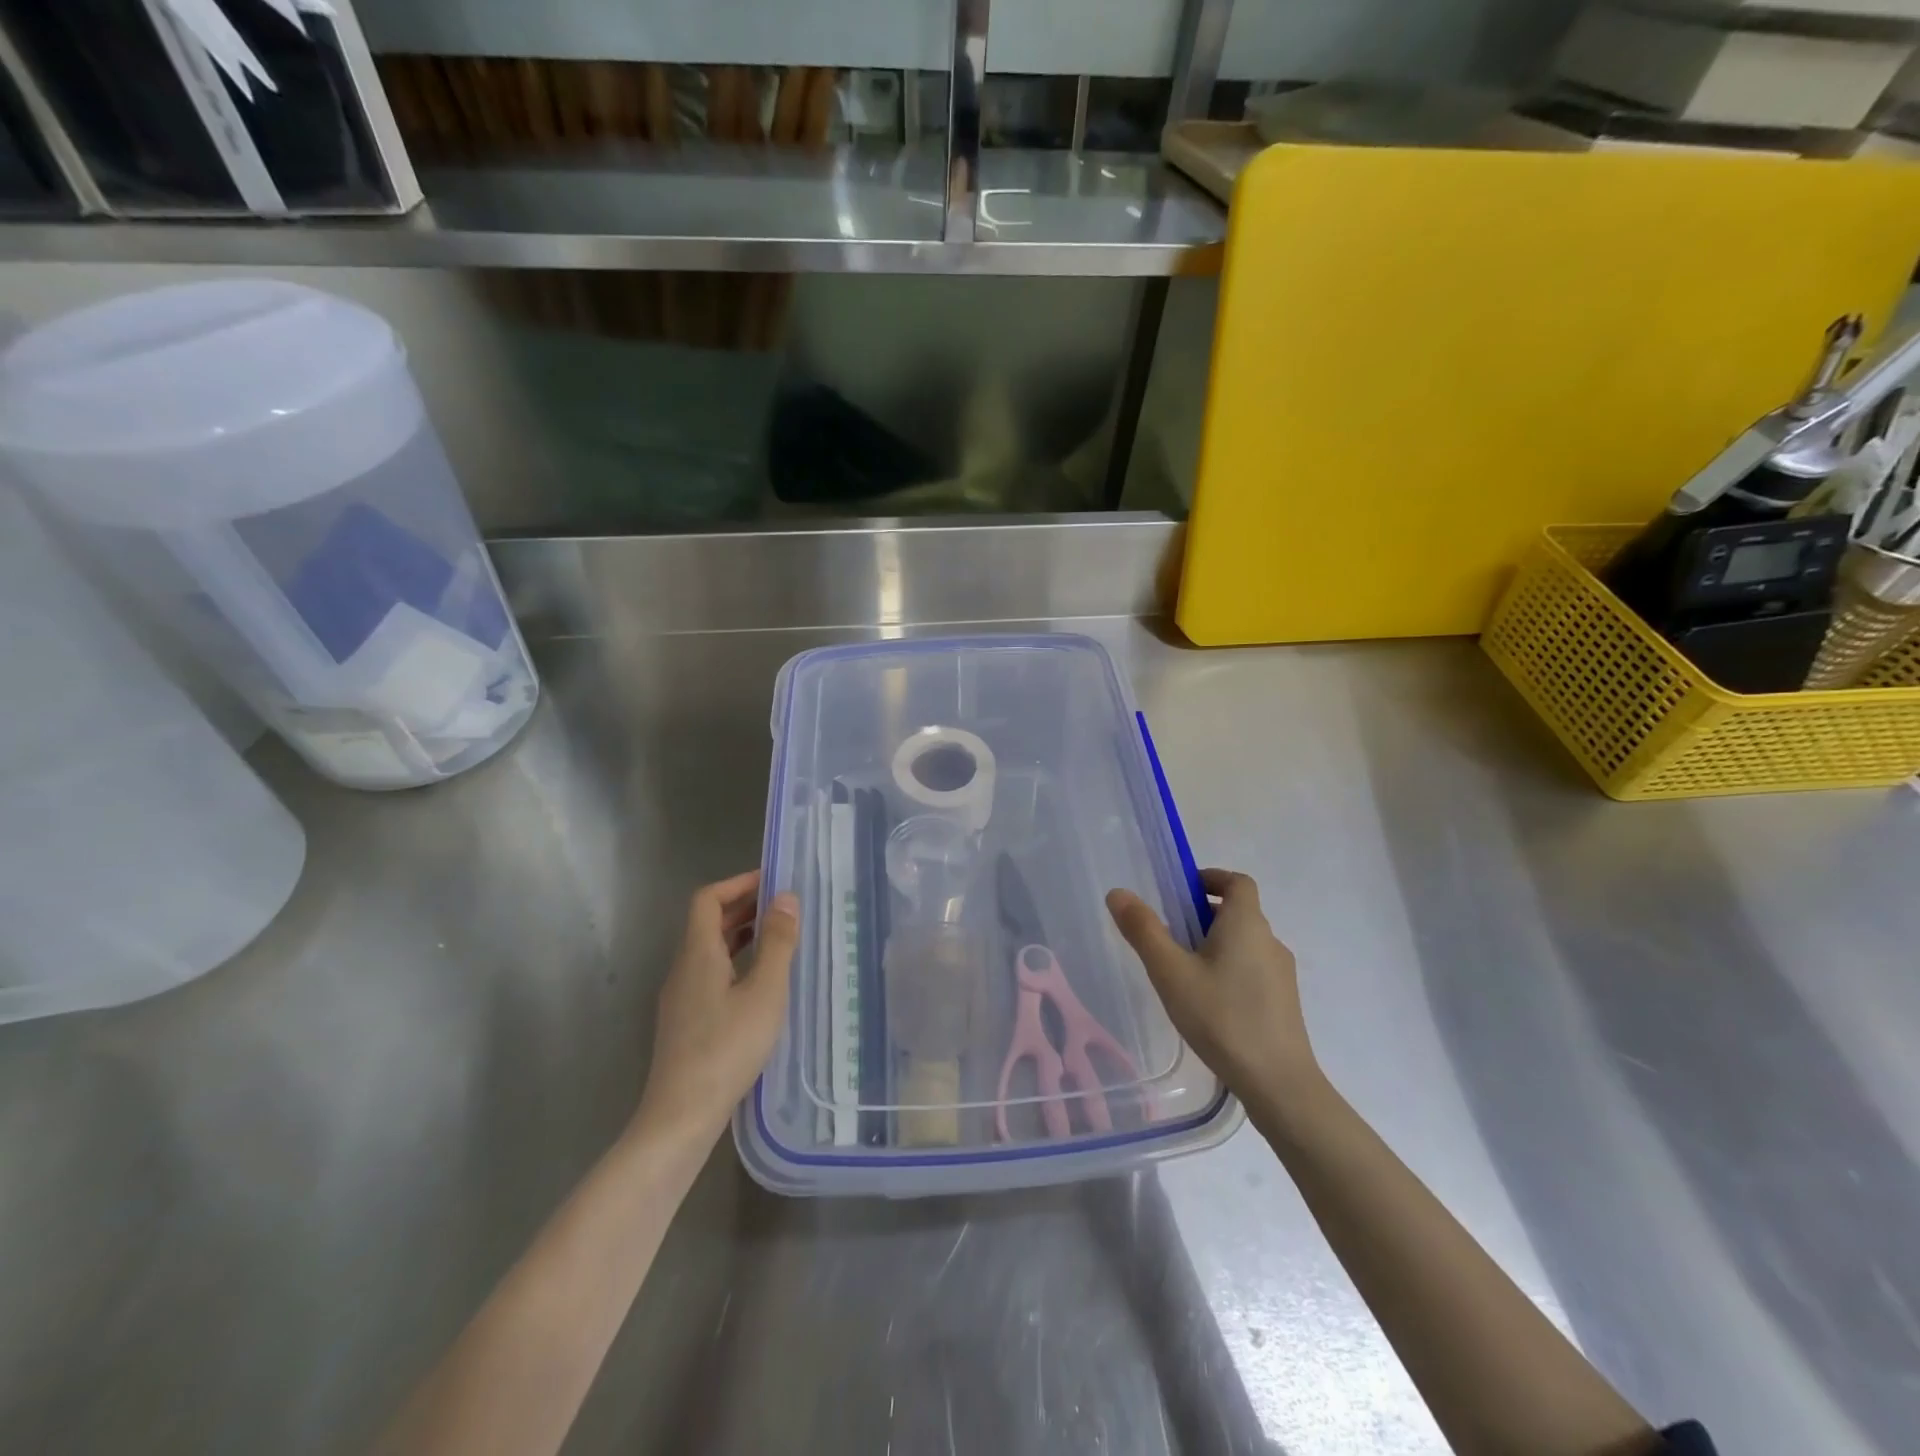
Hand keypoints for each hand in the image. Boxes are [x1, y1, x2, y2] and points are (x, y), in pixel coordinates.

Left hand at [636, 870, 798, 1141]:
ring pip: (709, 950)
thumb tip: (786, 897)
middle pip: (707, 923)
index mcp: (698, 954)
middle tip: (783, 905)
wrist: (681, 1116)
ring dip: (740, 934)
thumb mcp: (764, 993)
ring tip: (778, 937)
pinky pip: (710, 973)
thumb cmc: (727, 1048)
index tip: (772, 880)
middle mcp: (683, 969)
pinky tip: (760, 982)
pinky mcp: (685, 1022)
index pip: (708, 899)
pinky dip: (735, 961)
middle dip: (744, 906)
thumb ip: (777, 943)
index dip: (738, 883)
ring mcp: (680, 998)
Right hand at [1106, 869, 1320, 1109]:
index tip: (1182, 892)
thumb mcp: (1170, 972)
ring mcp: (1281, 973)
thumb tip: (1118, 893)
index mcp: (1246, 923)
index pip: (1237, 882)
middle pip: (1238, 912)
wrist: (1279, 1084)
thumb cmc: (1221, 1017)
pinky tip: (1207, 1003)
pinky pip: (1252, 970)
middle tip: (1169, 936)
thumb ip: (1143, 930)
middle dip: (1203, 915)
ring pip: (1244, 943)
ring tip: (1182, 973)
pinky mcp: (1283, 1002)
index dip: (1211, 878)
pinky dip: (1229, 970)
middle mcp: (1269, 940)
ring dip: (1215, 945)